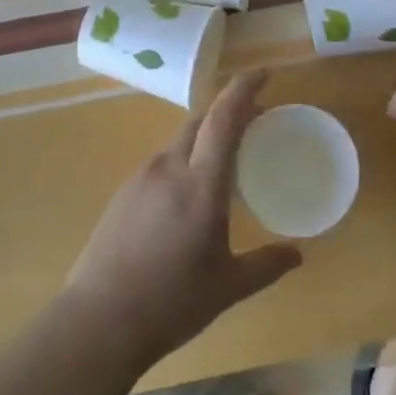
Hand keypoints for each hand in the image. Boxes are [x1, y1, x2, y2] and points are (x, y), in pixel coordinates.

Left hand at [65, 71, 301, 365]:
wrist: (98, 320)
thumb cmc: (171, 302)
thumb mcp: (227, 287)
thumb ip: (265, 265)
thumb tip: (297, 256)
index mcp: (200, 184)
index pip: (224, 119)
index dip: (244, 89)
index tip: (263, 74)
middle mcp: (169, 168)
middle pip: (200, 120)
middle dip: (227, 111)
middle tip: (253, 122)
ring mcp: (141, 177)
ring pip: (179, 140)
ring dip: (204, 137)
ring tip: (223, 162)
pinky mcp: (123, 192)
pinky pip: (161, 162)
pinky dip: (183, 160)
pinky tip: (187, 194)